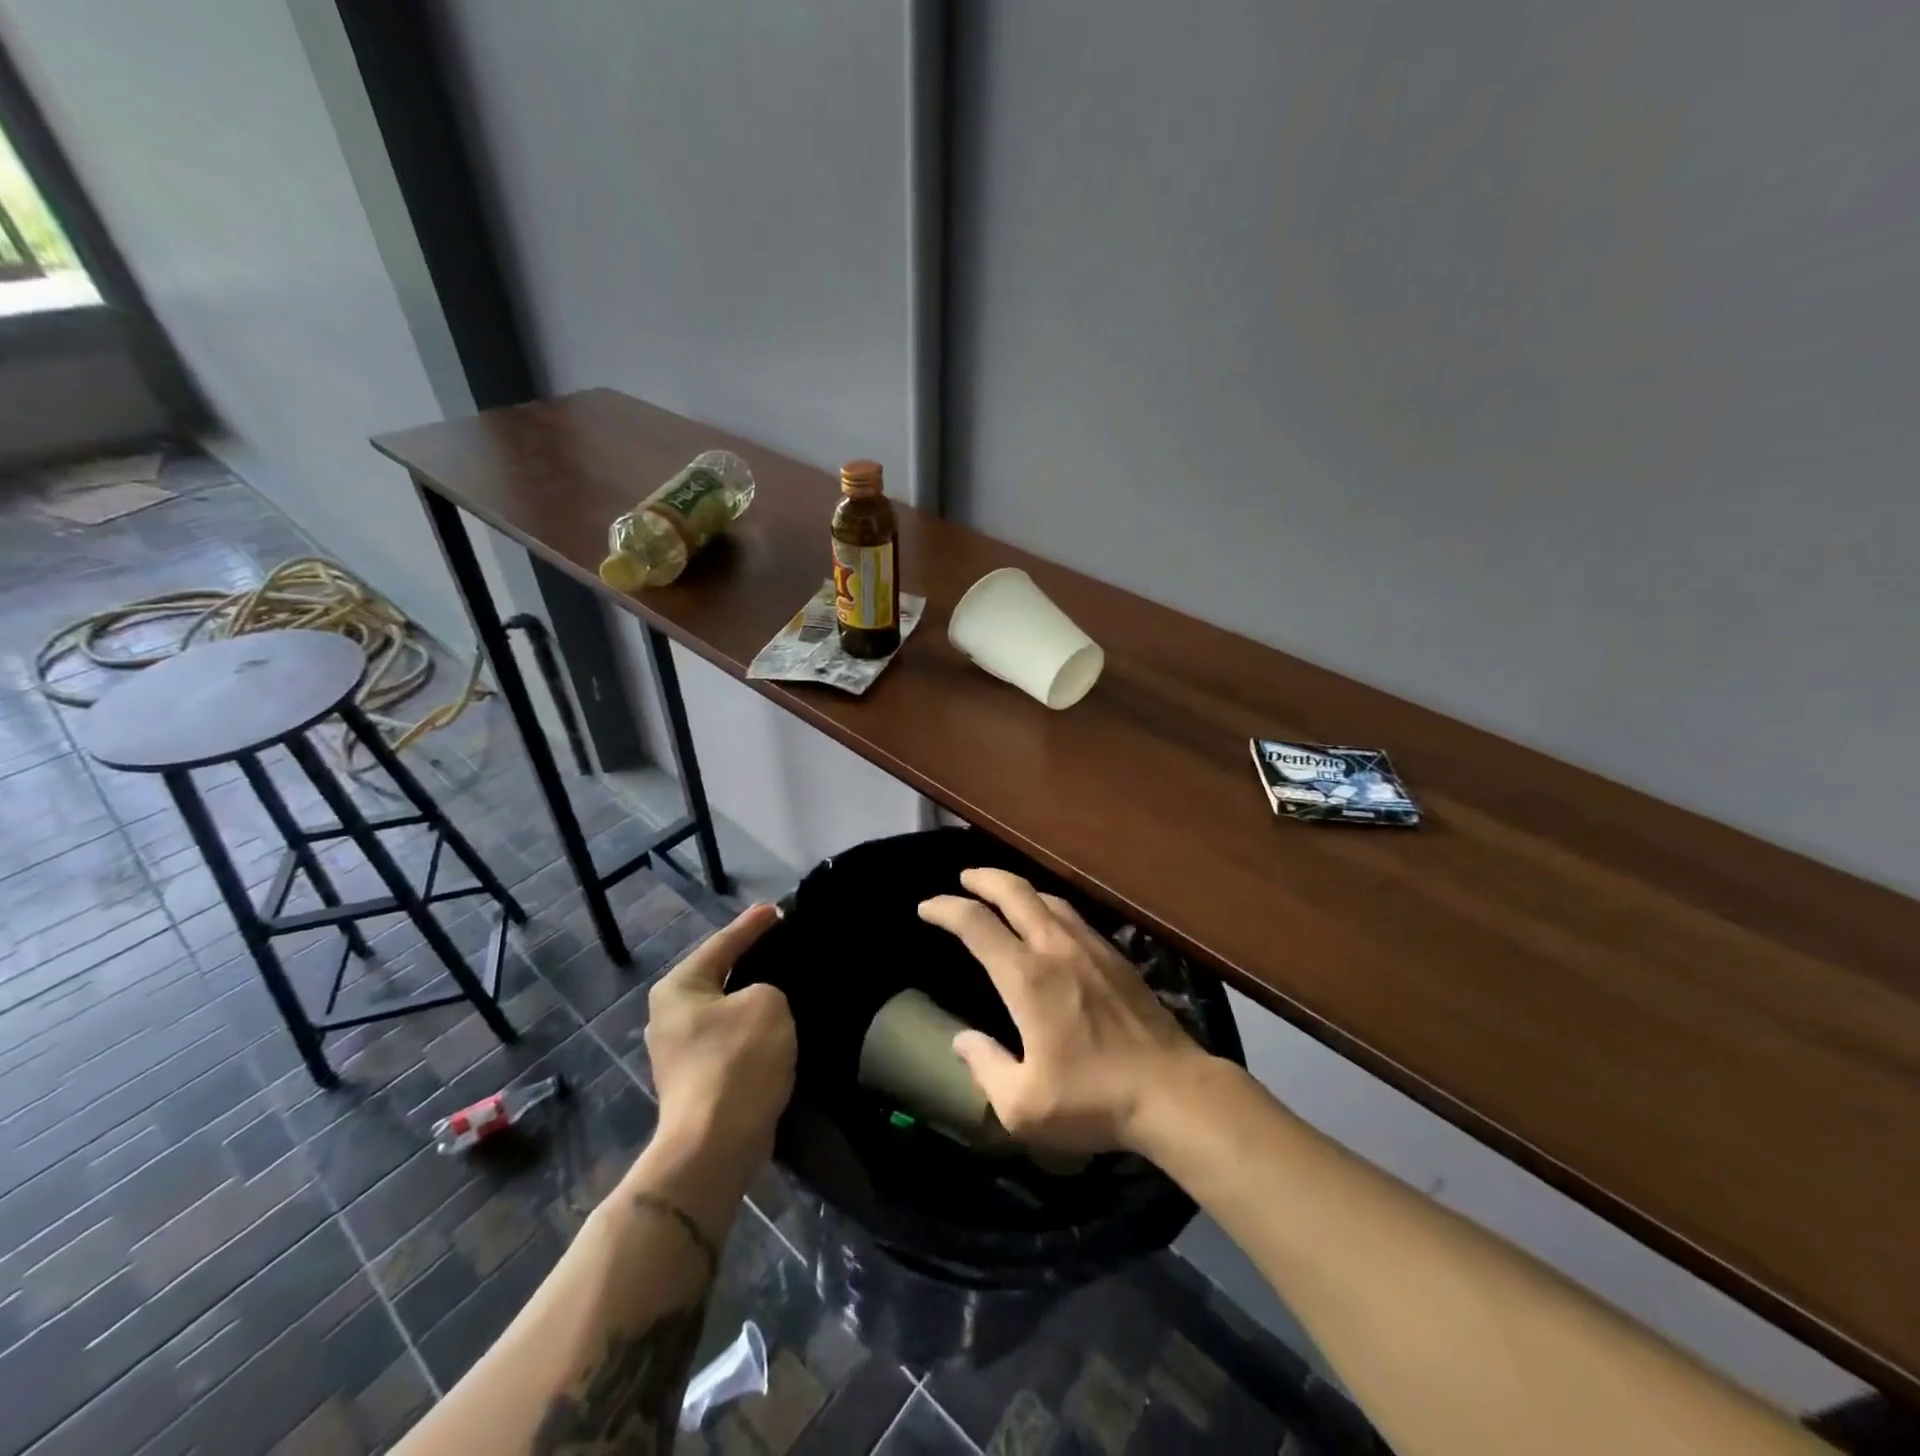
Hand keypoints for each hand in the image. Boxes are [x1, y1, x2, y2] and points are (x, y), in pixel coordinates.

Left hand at [643, 904, 794, 1172]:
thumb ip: (767, 988)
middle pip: (718, 976)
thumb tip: (759, 1002)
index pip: (722, 943)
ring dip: (752, 1000)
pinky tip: (776, 1027)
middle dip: (749, 961)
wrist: (715, 1145)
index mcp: (679, 988)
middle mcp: (669, 1015)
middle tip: (782, 944)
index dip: (752, 925)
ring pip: (725, 1010)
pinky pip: (729, 1039)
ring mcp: (679, 1052)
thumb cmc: (738, 1061)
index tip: (777, 910)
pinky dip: (751, 1029)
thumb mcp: (767, 1003)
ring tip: (785, 984)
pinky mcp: (696, 1081)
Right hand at [918, 869, 1210, 1155]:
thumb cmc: (1093, 1100)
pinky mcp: (1116, 956)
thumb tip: (962, 1040)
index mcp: (1027, 978)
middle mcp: (1056, 948)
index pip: (976, 924)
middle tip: (964, 879)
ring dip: (1018, 889)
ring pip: (1047, 898)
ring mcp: (1091, 947)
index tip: (926, 907)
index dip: (946, 909)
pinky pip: (1073, 915)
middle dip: (984, 878)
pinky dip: (1048, 906)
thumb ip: (985, 1067)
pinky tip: (1049, 921)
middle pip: (1015, 892)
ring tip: (1002, 894)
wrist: (1173, 1091)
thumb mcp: (1023, 1105)